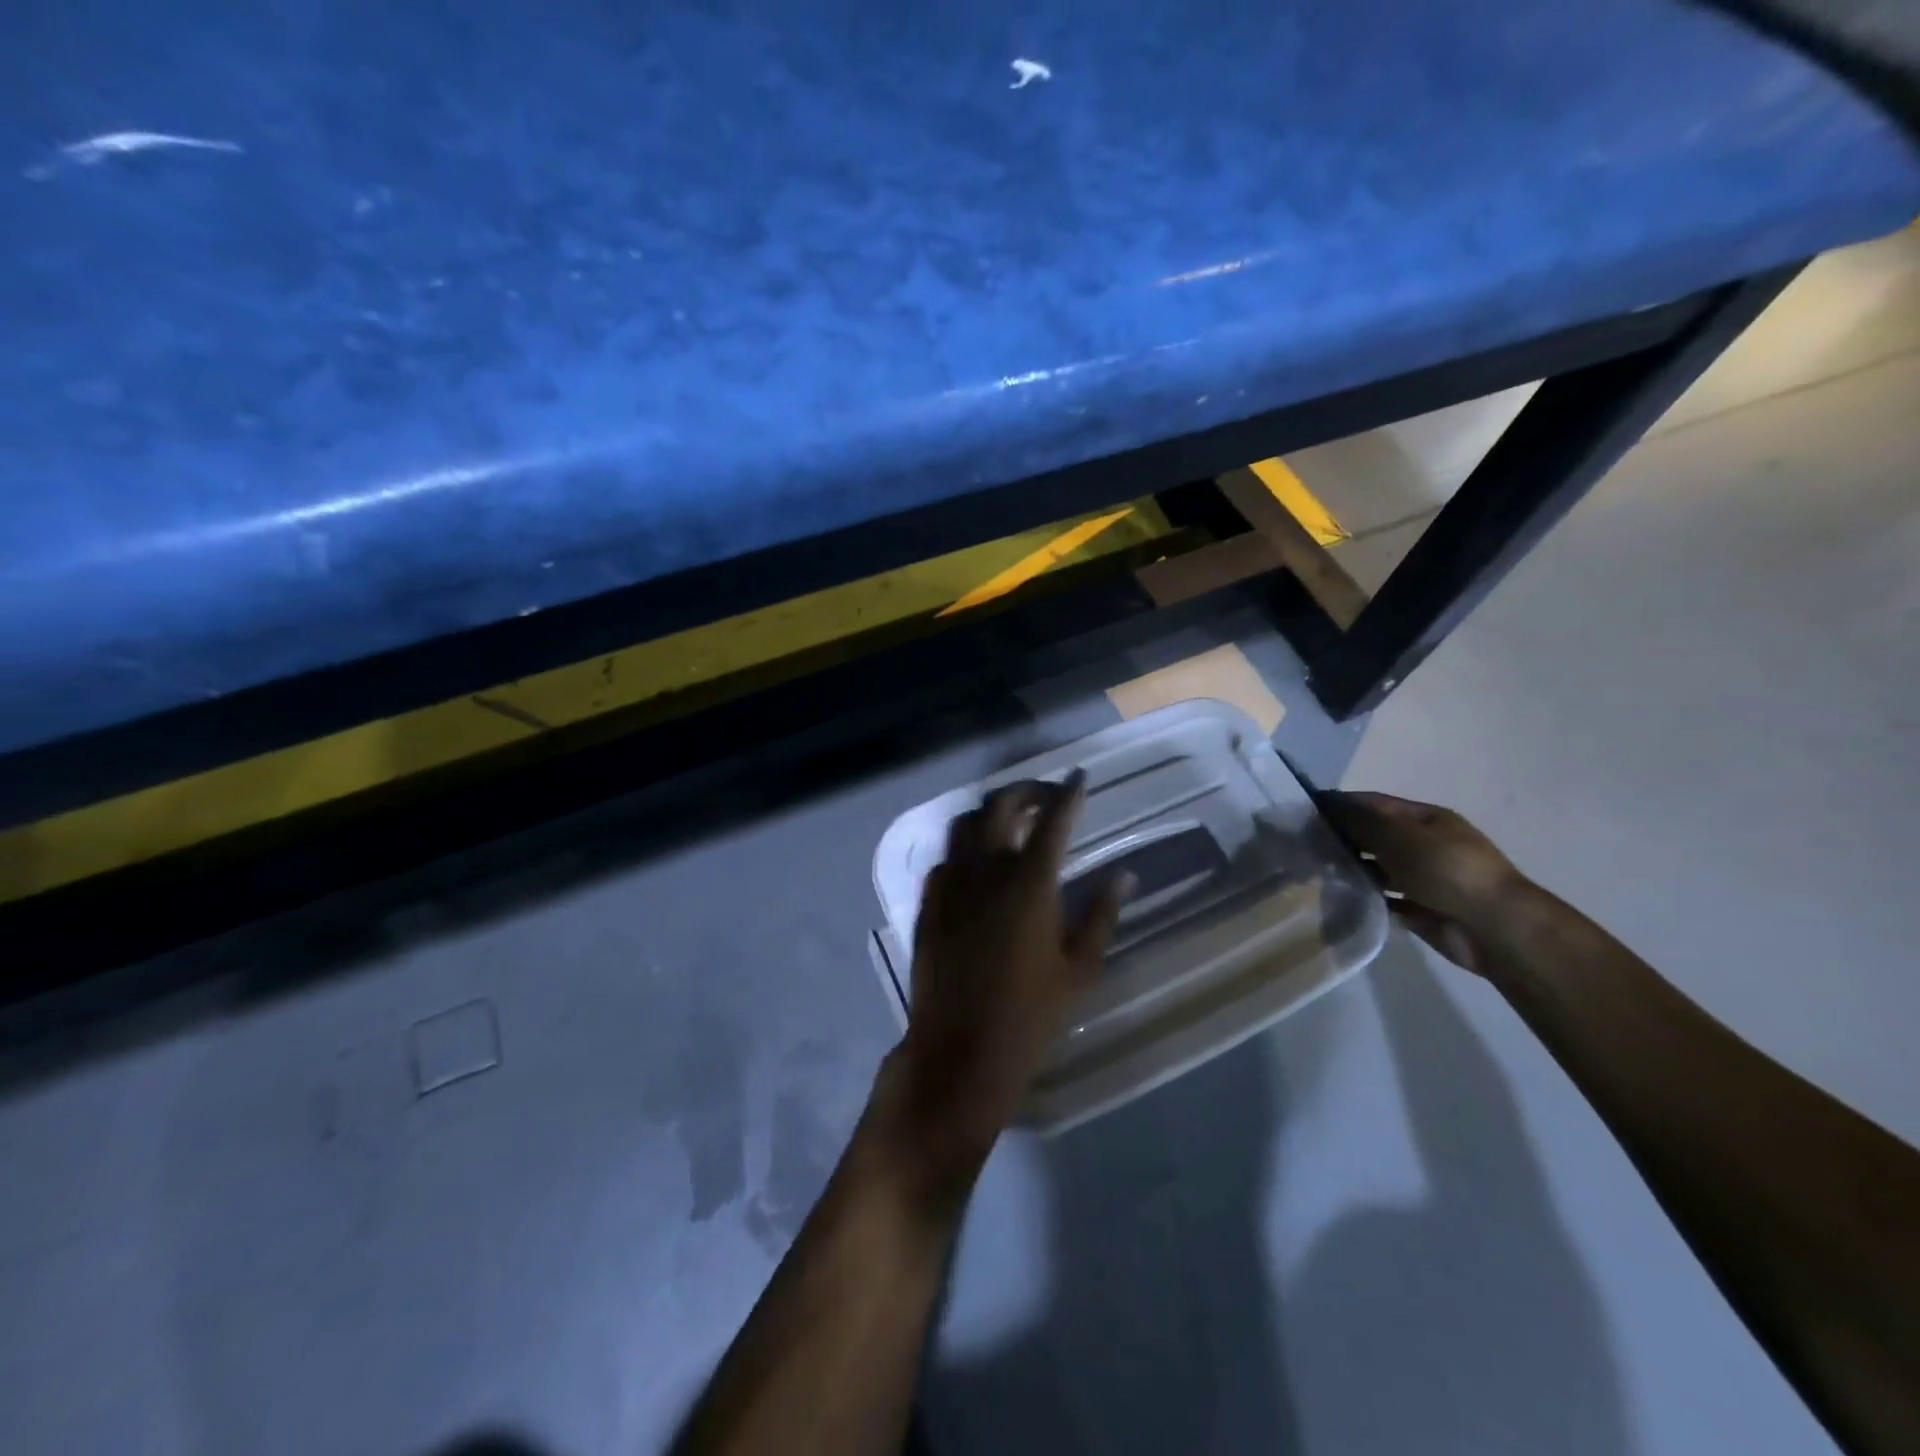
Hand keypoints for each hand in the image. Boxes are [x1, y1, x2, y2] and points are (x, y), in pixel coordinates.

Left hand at [882, 772, 1126, 1178]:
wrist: (959, 1052)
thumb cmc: (1030, 1015)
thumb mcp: (1080, 968)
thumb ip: (1101, 914)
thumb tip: (1124, 875)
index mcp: (1030, 883)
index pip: (1053, 820)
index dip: (1068, 794)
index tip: (1079, 777)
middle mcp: (986, 871)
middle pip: (1000, 806)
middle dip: (1025, 790)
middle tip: (1045, 797)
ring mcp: (950, 885)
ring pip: (965, 823)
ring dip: (990, 812)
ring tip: (1010, 821)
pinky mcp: (928, 903)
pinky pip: (945, 858)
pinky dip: (965, 847)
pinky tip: (978, 864)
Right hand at [1320, 790, 1529, 975]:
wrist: (1492, 926)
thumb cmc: (1445, 868)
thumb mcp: (1398, 836)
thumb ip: (1360, 821)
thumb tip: (1327, 806)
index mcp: (1425, 819)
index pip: (1374, 803)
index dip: (1340, 804)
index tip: (1304, 812)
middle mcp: (1424, 844)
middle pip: (1375, 835)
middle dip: (1343, 837)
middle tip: (1302, 844)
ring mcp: (1424, 878)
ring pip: (1378, 868)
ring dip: (1352, 868)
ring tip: (1314, 871)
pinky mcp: (1421, 909)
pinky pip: (1385, 899)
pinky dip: (1365, 897)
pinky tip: (1338, 897)